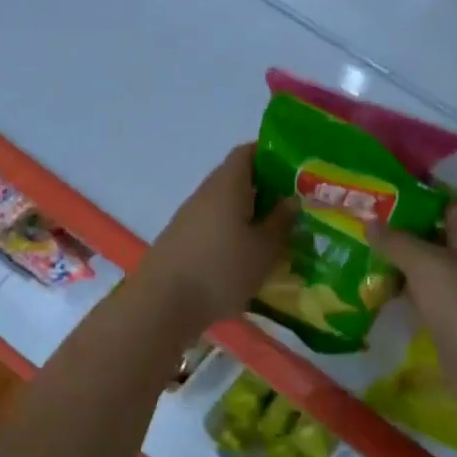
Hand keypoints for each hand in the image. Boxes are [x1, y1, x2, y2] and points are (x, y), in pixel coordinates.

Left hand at [136, 144, 296, 333]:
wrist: (162, 304)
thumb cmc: (221, 270)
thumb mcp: (264, 249)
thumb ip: (280, 221)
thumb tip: (291, 199)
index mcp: (227, 184)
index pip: (247, 153)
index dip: (271, 156)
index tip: (294, 172)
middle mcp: (205, 194)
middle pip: (237, 180)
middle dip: (265, 191)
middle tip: (293, 209)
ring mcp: (189, 218)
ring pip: (225, 206)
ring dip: (248, 216)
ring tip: (274, 237)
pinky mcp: (180, 241)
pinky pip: (213, 227)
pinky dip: (231, 234)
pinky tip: (246, 258)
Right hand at [369, 200, 456, 422]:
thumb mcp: (427, 266)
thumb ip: (398, 243)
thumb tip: (371, 221)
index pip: (450, 207)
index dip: (421, 199)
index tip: (385, 197)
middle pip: (438, 241)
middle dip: (404, 235)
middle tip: (363, 230)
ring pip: (431, 274)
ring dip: (402, 269)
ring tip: (362, 260)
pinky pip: (429, 304)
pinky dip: (408, 299)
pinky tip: (382, 298)